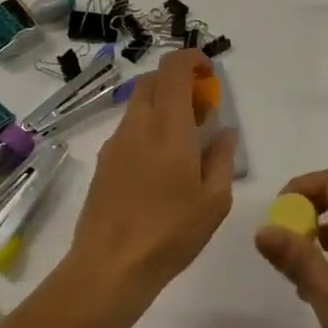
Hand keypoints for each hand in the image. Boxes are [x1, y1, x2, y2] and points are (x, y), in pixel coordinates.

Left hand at [69, 50, 235, 317]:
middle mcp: (138, 125)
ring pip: (139, 104)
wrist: (108, 268)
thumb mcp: (214, 200)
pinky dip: (148, 129)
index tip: (210, 76)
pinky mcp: (103, 163)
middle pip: (153, 79)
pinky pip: (129, 129)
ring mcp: (115, 143)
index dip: (192, 60)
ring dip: (163, 106)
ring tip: (185, 142)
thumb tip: (224, 132)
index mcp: (168, 126)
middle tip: (201, 110)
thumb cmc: (170, 233)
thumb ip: (222, 158)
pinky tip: (161, 166)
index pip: (173, 67)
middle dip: (178, 82)